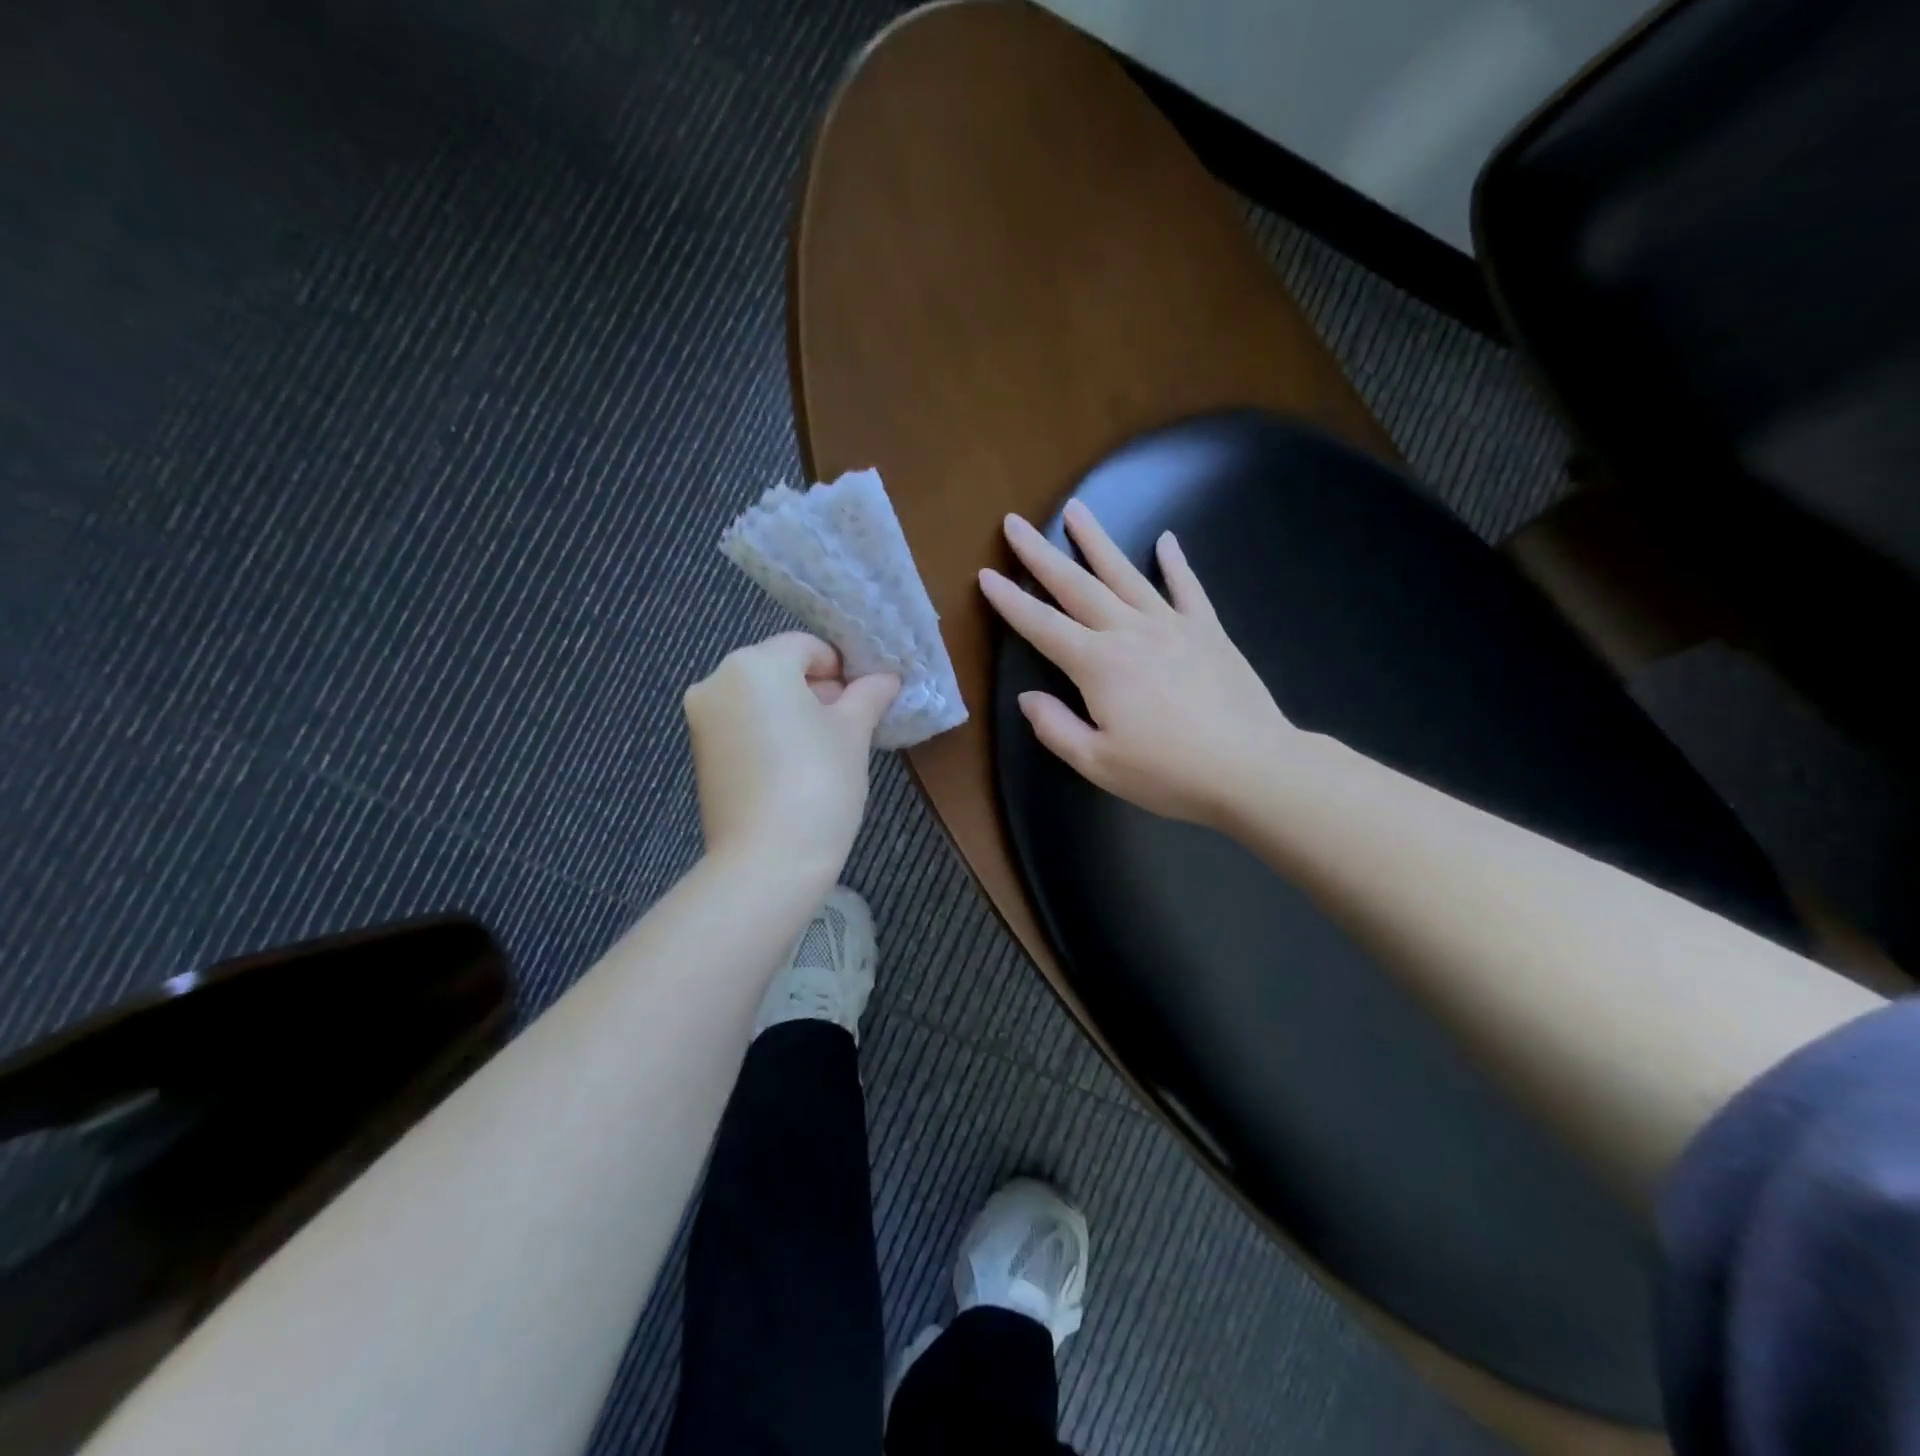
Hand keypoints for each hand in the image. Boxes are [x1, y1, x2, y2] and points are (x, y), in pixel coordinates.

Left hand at [682, 632, 898, 880]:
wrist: (768, 859)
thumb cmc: (819, 781)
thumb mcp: (853, 733)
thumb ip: (868, 696)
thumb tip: (886, 679)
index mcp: (754, 663)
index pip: (808, 647)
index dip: (842, 670)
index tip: (864, 704)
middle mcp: (717, 681)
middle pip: (779, 670)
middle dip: (817, 692)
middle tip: (850, 729)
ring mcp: (702, 719)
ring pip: (759, 700)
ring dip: (794, 714)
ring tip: (824, 754)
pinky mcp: (700, 754)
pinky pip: (742, 728)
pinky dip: (769, 736)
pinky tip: (794, 770)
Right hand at [979, 501, 1292, 828]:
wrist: (1250, 767)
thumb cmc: (1168, 772)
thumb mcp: (1098, 763)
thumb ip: (1056, 728)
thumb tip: (1028, 697)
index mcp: (1097, 665)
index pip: (1042, 625)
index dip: (1010, 600)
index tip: (986, 574)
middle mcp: (1128, 632)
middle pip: (1076, 586)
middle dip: (1040, 554)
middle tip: (1015, 522)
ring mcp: (1172, 625)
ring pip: (1125, 574)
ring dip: (1096, 541)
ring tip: (1076, 509)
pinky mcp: (1208, 631)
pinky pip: (1188, 588)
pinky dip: (1176, 563)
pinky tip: (1166, 540)